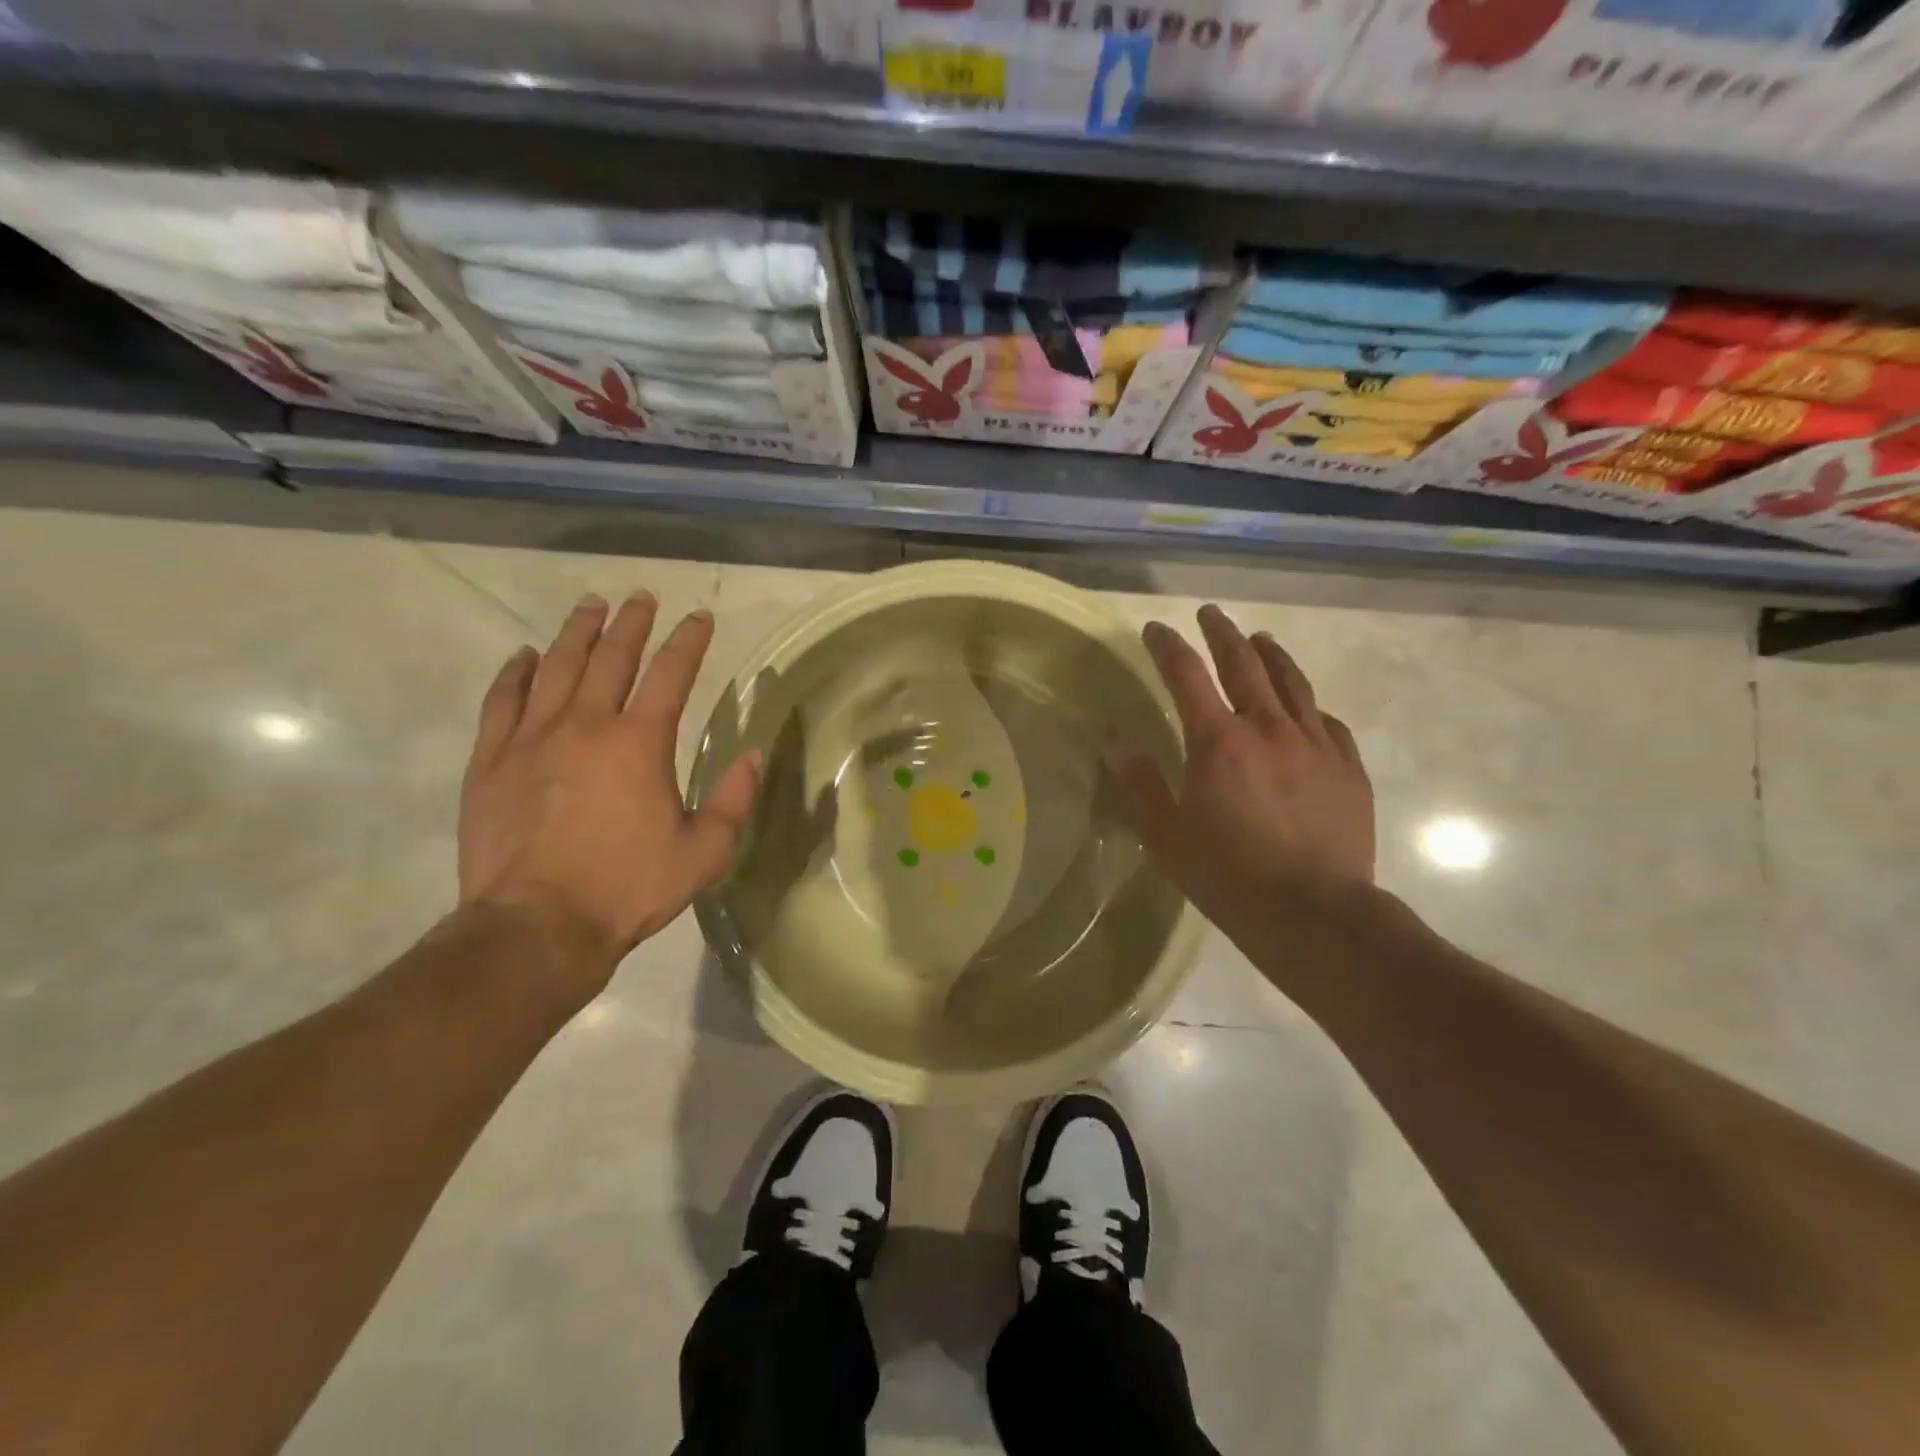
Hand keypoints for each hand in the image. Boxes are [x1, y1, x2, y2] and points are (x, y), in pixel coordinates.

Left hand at [457, 591, 760, 985]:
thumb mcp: (705, 851)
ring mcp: (531, 738)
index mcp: (640, 742)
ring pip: (555, 667)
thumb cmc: (629, 887)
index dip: (688, 641)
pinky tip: (524, 656)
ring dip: (576, 633)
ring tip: (590, 606)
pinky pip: (502, 701)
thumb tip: (753, 754)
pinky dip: (515, 673)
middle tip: (640, 598)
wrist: (537, 926)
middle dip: (631, 623)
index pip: (671, 674)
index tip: (698, 617)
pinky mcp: (491, 761)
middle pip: (611, 658)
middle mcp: (586, 725)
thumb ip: (735, 799)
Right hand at [1110, 604, 1374, 950]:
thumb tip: (1116, 746)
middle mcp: (1266, 728)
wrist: (1314, 913)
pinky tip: (1305, 707)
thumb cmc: (1229, 877)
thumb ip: (1145, 786)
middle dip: (1222, 634)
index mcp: (1217, 741)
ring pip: (1292, 682)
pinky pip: (1327, 722)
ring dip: (1271, 655)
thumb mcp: (1169, 837)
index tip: (1156, 629)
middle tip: (1210, 614)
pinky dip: (1308, 706)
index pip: (1186, 675)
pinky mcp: (1347, 767)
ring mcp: (1313, 744)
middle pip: (1243, 663)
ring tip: (1260, 639)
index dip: (1167, 646)